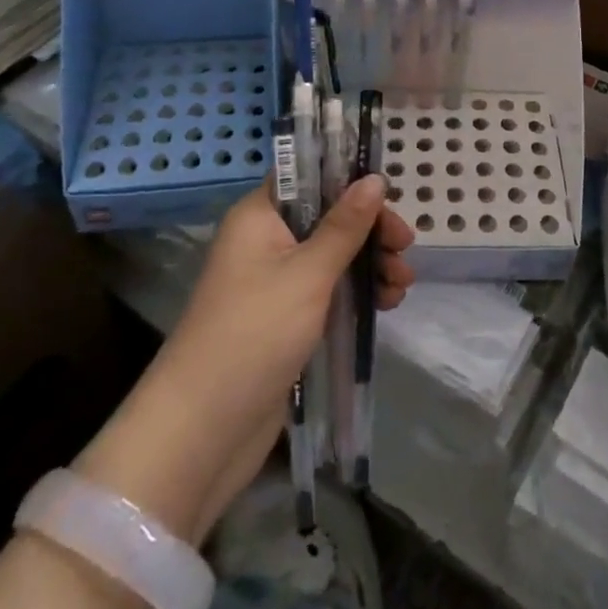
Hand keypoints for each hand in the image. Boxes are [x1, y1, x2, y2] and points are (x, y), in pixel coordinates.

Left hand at [74, 177, 413, 544]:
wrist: (202, 431)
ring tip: (402, 285)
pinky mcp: (285, 320)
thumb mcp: (308, 273)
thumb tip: (375, 178)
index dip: (348, 180)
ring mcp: (274, 283)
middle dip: (369, 230)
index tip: (388, 195)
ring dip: (370, 264)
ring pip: (332, 256)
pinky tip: (386, 303)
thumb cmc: (255, 333)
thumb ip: (345, 225)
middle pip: (327, 217)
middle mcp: (265, 241)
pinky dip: (357, 293)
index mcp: (259, 217)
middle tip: (405, 248)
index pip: (308, 177)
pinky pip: (328, 291)